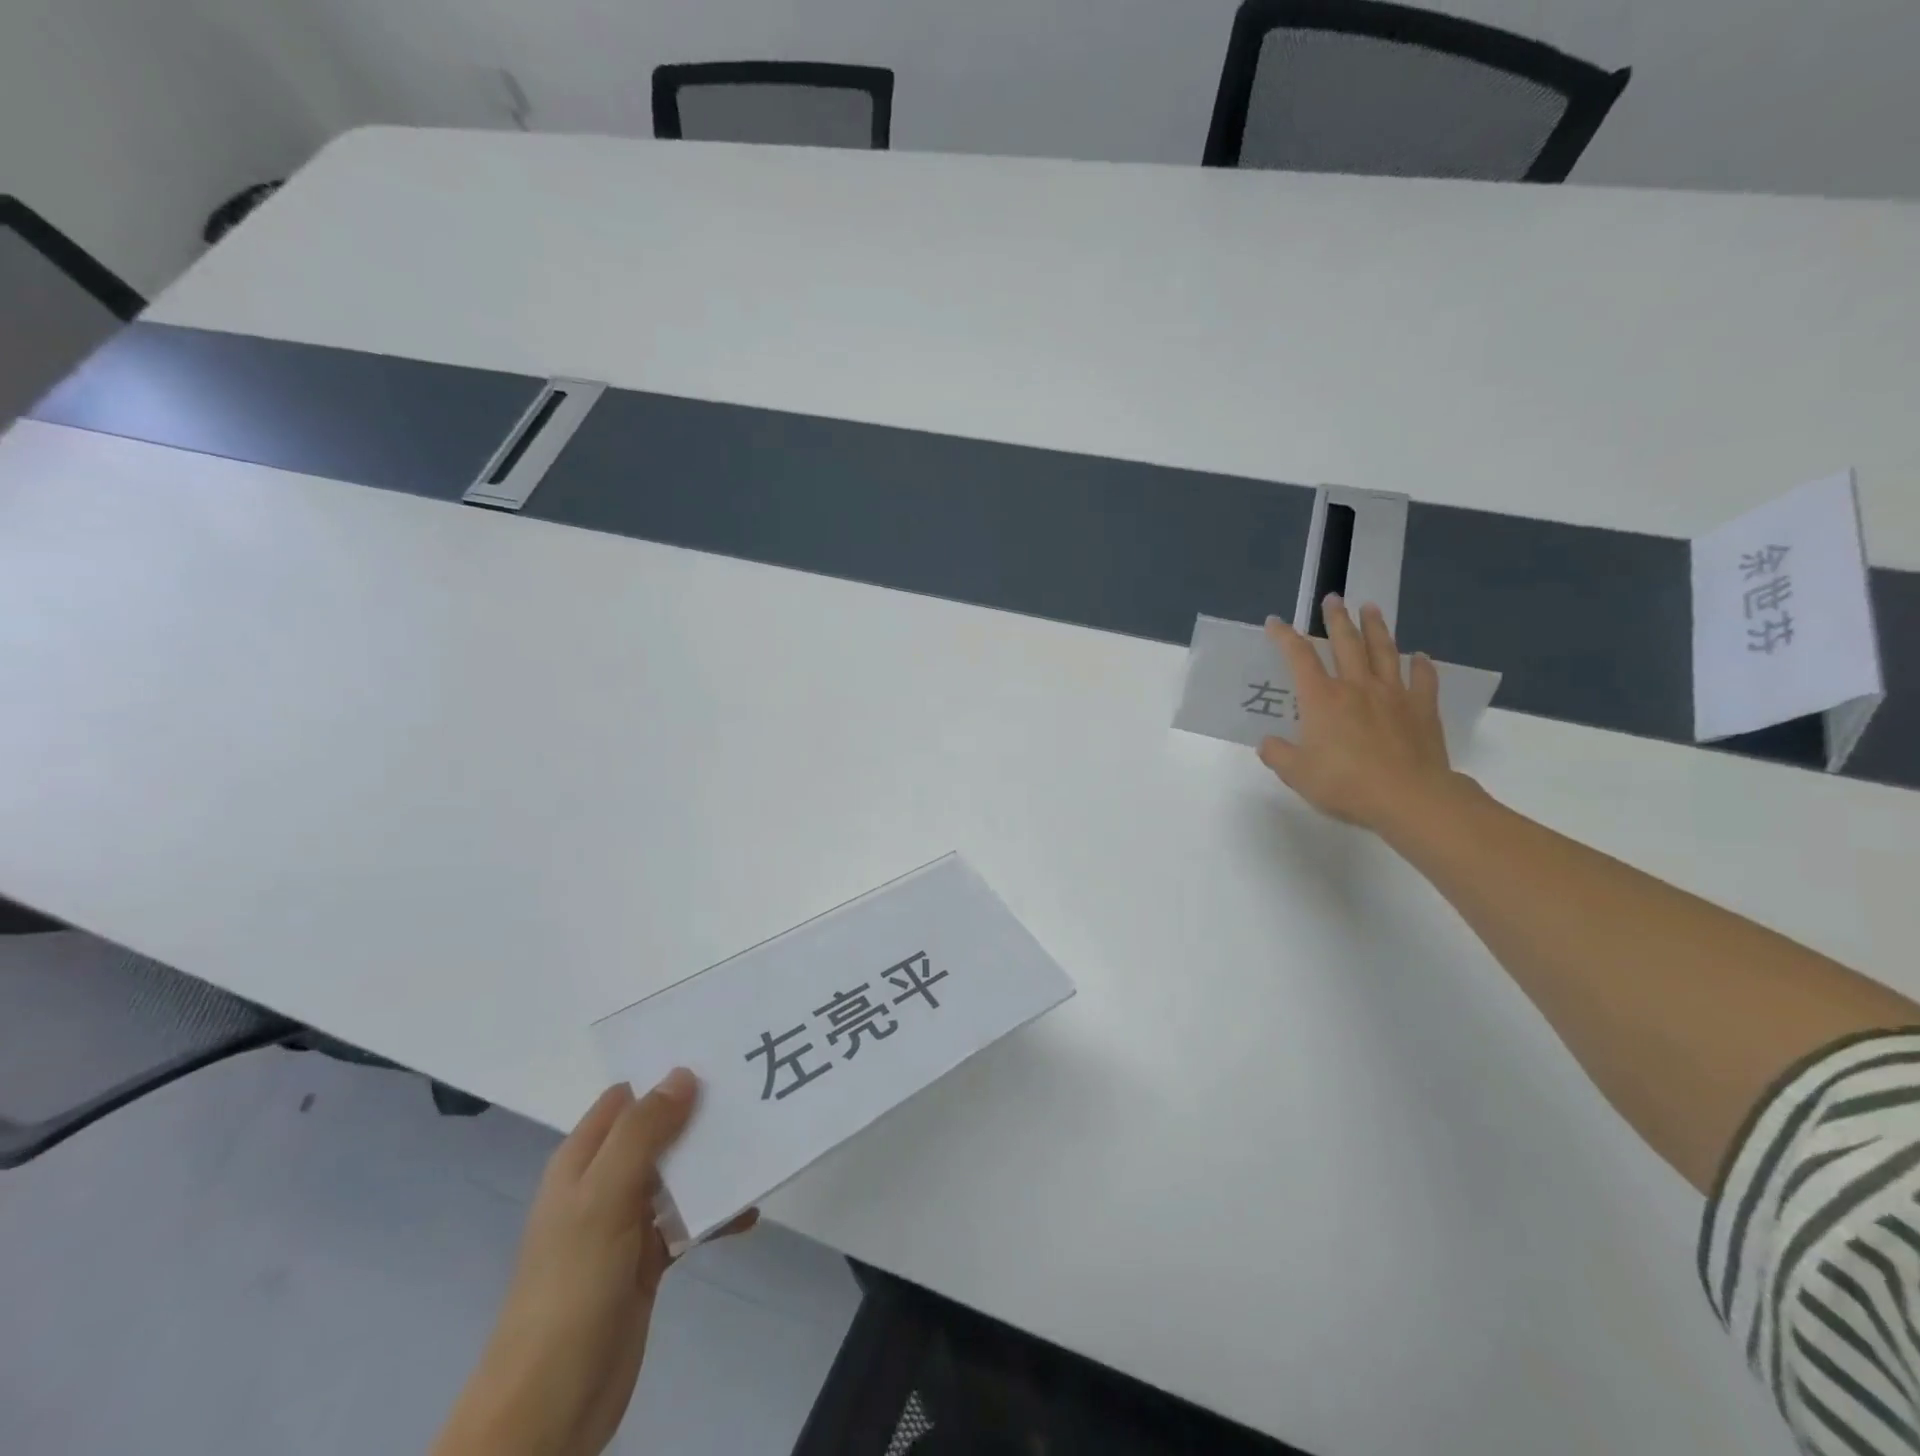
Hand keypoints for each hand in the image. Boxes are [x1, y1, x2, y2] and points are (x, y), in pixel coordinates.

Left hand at [432, 1071, 755, 1455]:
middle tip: (750, 1093)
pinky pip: (687, 1222)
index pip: (625, 1097)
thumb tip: (683, 1073)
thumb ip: (642, 1133)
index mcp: (582, 1161)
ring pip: (676, 1175)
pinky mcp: (646, 1261)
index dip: (664, 1074)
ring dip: (712, 1164)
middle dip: (699, 1115)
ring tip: (759, 1144)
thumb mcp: (604, 1198)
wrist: (550, 1405)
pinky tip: (748, 1213)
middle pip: (657, 1132)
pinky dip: (716, 1214)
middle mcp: (603, 1183)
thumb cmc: (572, 1286)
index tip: (716, 1055)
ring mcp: (624, 1224)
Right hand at [1257, 596, 1468, 833]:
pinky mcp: (1422, 710)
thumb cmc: (1345, 784)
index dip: (1284, 637)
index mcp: (1322, 699)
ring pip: (1384, 652)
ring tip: (1371, 608)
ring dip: (1376, 628)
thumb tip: (1268, 742)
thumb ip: (1278, 754)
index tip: (1275, 622)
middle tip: (1333, 599)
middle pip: (1346, 643)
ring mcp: (1393, 695)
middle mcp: (1356, 687)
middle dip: (1336, 619)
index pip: (1298, 658)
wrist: (1408, 798)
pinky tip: (1420, 656)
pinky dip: (1421, 665)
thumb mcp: (1296, 774)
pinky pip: (1423, 680)